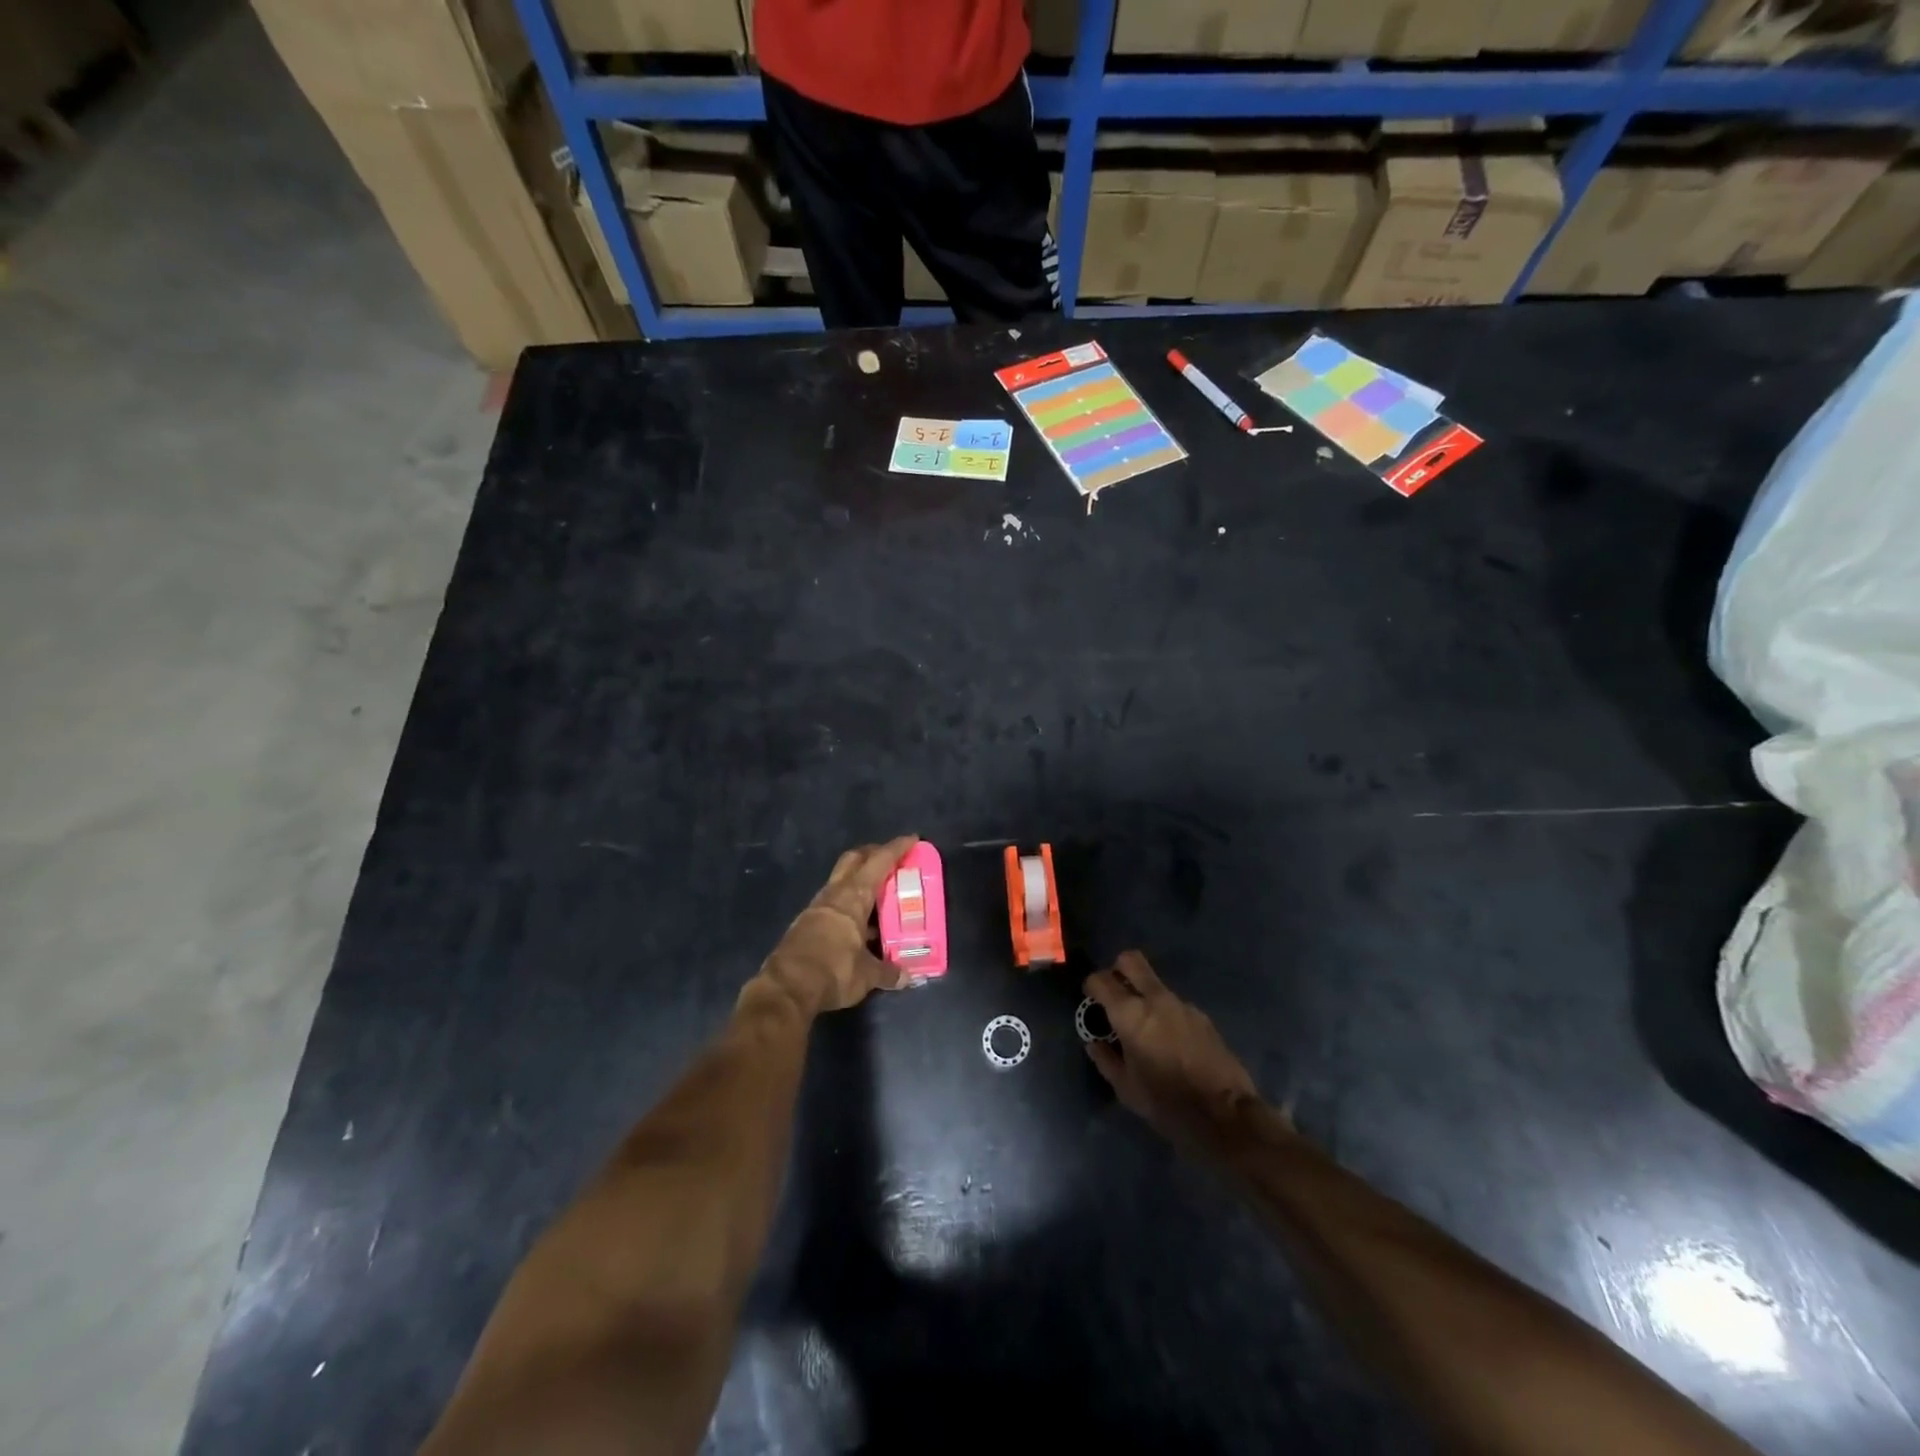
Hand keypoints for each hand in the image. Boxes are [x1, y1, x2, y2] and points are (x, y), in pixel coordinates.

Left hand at [758, 837, 917, 1013]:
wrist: (786, 989)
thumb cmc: (833, 971)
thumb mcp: (867, 975)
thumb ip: (888, 971)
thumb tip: (907, 976)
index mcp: (853, 897)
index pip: (878, 862)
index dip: (896, 849)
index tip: (912, 839)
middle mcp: (833, 895)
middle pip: (853, 860)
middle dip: (872, 854)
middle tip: (892, 860)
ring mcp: (817, 908)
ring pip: (841, 881)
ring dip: (859, 881)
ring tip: (880, 895)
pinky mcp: (806, 924)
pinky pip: (833, 903)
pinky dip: (848, 904)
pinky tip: (859, 923)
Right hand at [1084, 950, 1263, 1156]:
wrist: (1225, 1115)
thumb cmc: (1167, 1104)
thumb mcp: (1126, 1089)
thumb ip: (1105, 1059)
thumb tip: (1094, 1042)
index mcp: (1130, 1015)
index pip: (1101, 980)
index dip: (1091, 985)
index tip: (1090, 998)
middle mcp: (1155, 999)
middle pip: (1131, 961)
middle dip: (1117, 969)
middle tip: (1114, 993)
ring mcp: (1182, 1004)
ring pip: (1154, 983)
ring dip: (1143, 995)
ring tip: (1144, 1027)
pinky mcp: (1202, 1016)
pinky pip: (1174, 1004)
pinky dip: (1164, 1013)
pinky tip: (1169, 1041)